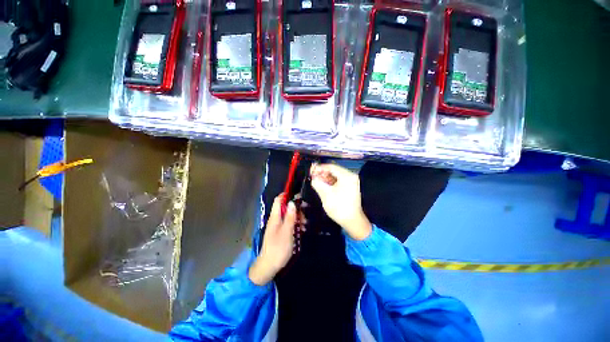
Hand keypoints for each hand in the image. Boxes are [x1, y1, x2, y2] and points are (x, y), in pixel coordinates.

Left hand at [249, 194, 296, 285]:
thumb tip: (292, 202)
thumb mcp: (286, 232)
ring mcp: (278, 226)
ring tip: (305, 224)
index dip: (287, 195)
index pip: (279, 200)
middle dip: (296, 208)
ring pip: (288, 215)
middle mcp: (276, 219)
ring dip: (297, 217)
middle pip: (285, 207)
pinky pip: (289, 223)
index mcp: (275, 217)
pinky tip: (302, 229)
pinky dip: (295, 224)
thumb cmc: (278, 249)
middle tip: (305, 213)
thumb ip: (289, 217)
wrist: (269, 266)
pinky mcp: (280, 232)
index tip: (299, 196)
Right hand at [310, 163, 371, 240]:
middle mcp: (350, 176)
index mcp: (347, 176)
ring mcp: (351, 182)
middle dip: (322, 173)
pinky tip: (322, 184)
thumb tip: (312, 178)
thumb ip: (318, 183)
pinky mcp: (349, 187)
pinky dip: (330, 182)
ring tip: (315, 180)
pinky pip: (338, 181)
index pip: (331, 167)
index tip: (311, 170)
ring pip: (335, 176)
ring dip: (325, 177)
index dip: (320, 168)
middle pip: (334, 170)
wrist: (352, 221)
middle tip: (312, 176)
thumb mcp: (326, 194)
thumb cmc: (339, 207)